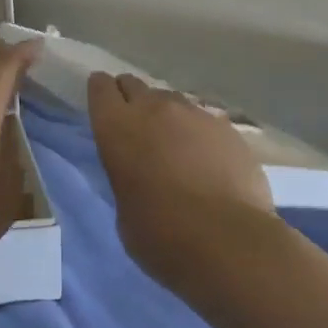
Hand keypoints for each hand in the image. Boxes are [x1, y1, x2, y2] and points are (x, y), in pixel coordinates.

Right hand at [87, 72, 271, 285]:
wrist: (227, 241)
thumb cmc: (159, 234)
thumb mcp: (123, 206)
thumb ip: (126, 175)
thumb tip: (140, 174)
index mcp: (116, 126)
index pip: (100, 87)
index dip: (101, 93)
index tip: (104, 106)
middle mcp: (153, 109)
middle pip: (135, 85)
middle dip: (132, 99)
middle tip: (136, 125)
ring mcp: (194, 114)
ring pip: (172, 101)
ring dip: (167, 116)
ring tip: (175, 144)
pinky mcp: (228, 128)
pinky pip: (205, 121)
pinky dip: (200, 134)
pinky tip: (207, 159)